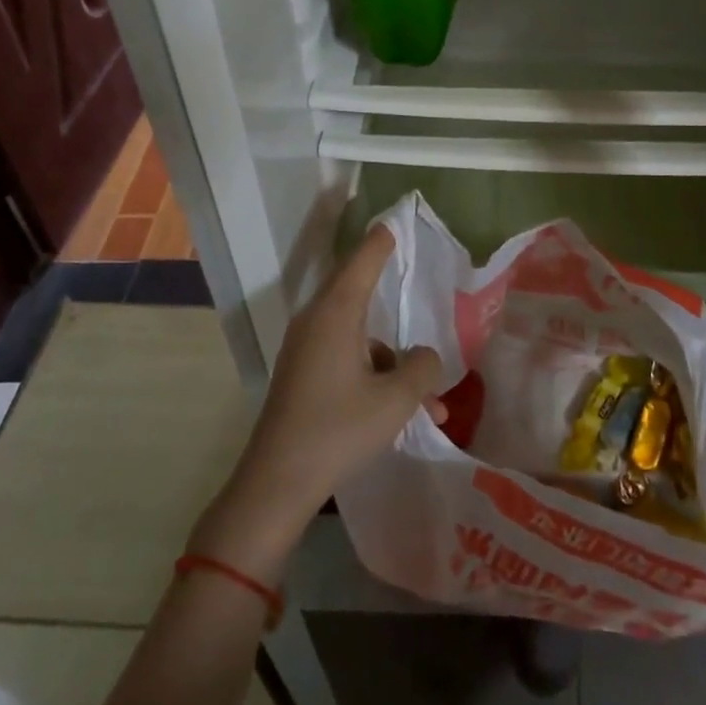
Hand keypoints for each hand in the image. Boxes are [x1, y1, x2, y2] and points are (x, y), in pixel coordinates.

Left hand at [190, 227, 445, 581]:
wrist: (276, 483)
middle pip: (360, 292)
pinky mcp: (304, 374)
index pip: (363, 259)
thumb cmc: (338, 430)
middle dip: (394, 298)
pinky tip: (402, 414)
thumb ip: (422, 369)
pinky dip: (375, 376)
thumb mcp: (395, 400)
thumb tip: (425, 357)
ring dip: (394, 363)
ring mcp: (307, 348)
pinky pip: (347, 359)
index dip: (382, 239)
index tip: (396, 220)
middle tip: (415, 278)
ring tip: (429, 406)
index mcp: (336, 313)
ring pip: (361, 337)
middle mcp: (317, 321)